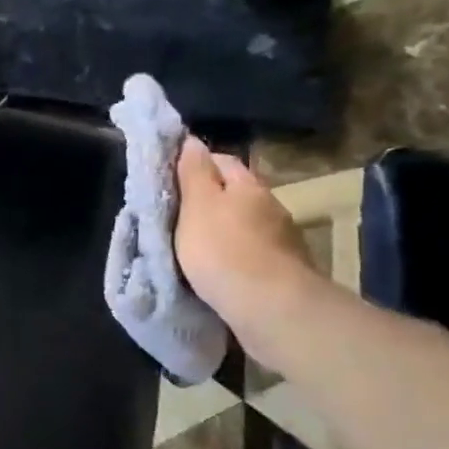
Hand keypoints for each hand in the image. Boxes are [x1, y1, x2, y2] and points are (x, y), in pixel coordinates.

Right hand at [174, 137, 323, 365]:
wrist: (270, 307)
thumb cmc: (223, 250)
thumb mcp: (197, 206)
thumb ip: (193, 173)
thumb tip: (191, 141)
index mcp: (247, 185)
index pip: (220, 160)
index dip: (194, 164)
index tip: (168, 178)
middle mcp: (270, 205)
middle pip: (233, 192)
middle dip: (207, 199)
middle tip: (174, 214)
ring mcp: (280, 239)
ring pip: (242, 223)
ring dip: (220, 229)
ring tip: (191, 244)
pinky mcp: (281, 269)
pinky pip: (249, 251)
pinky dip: (231, 254)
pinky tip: (216, 267)